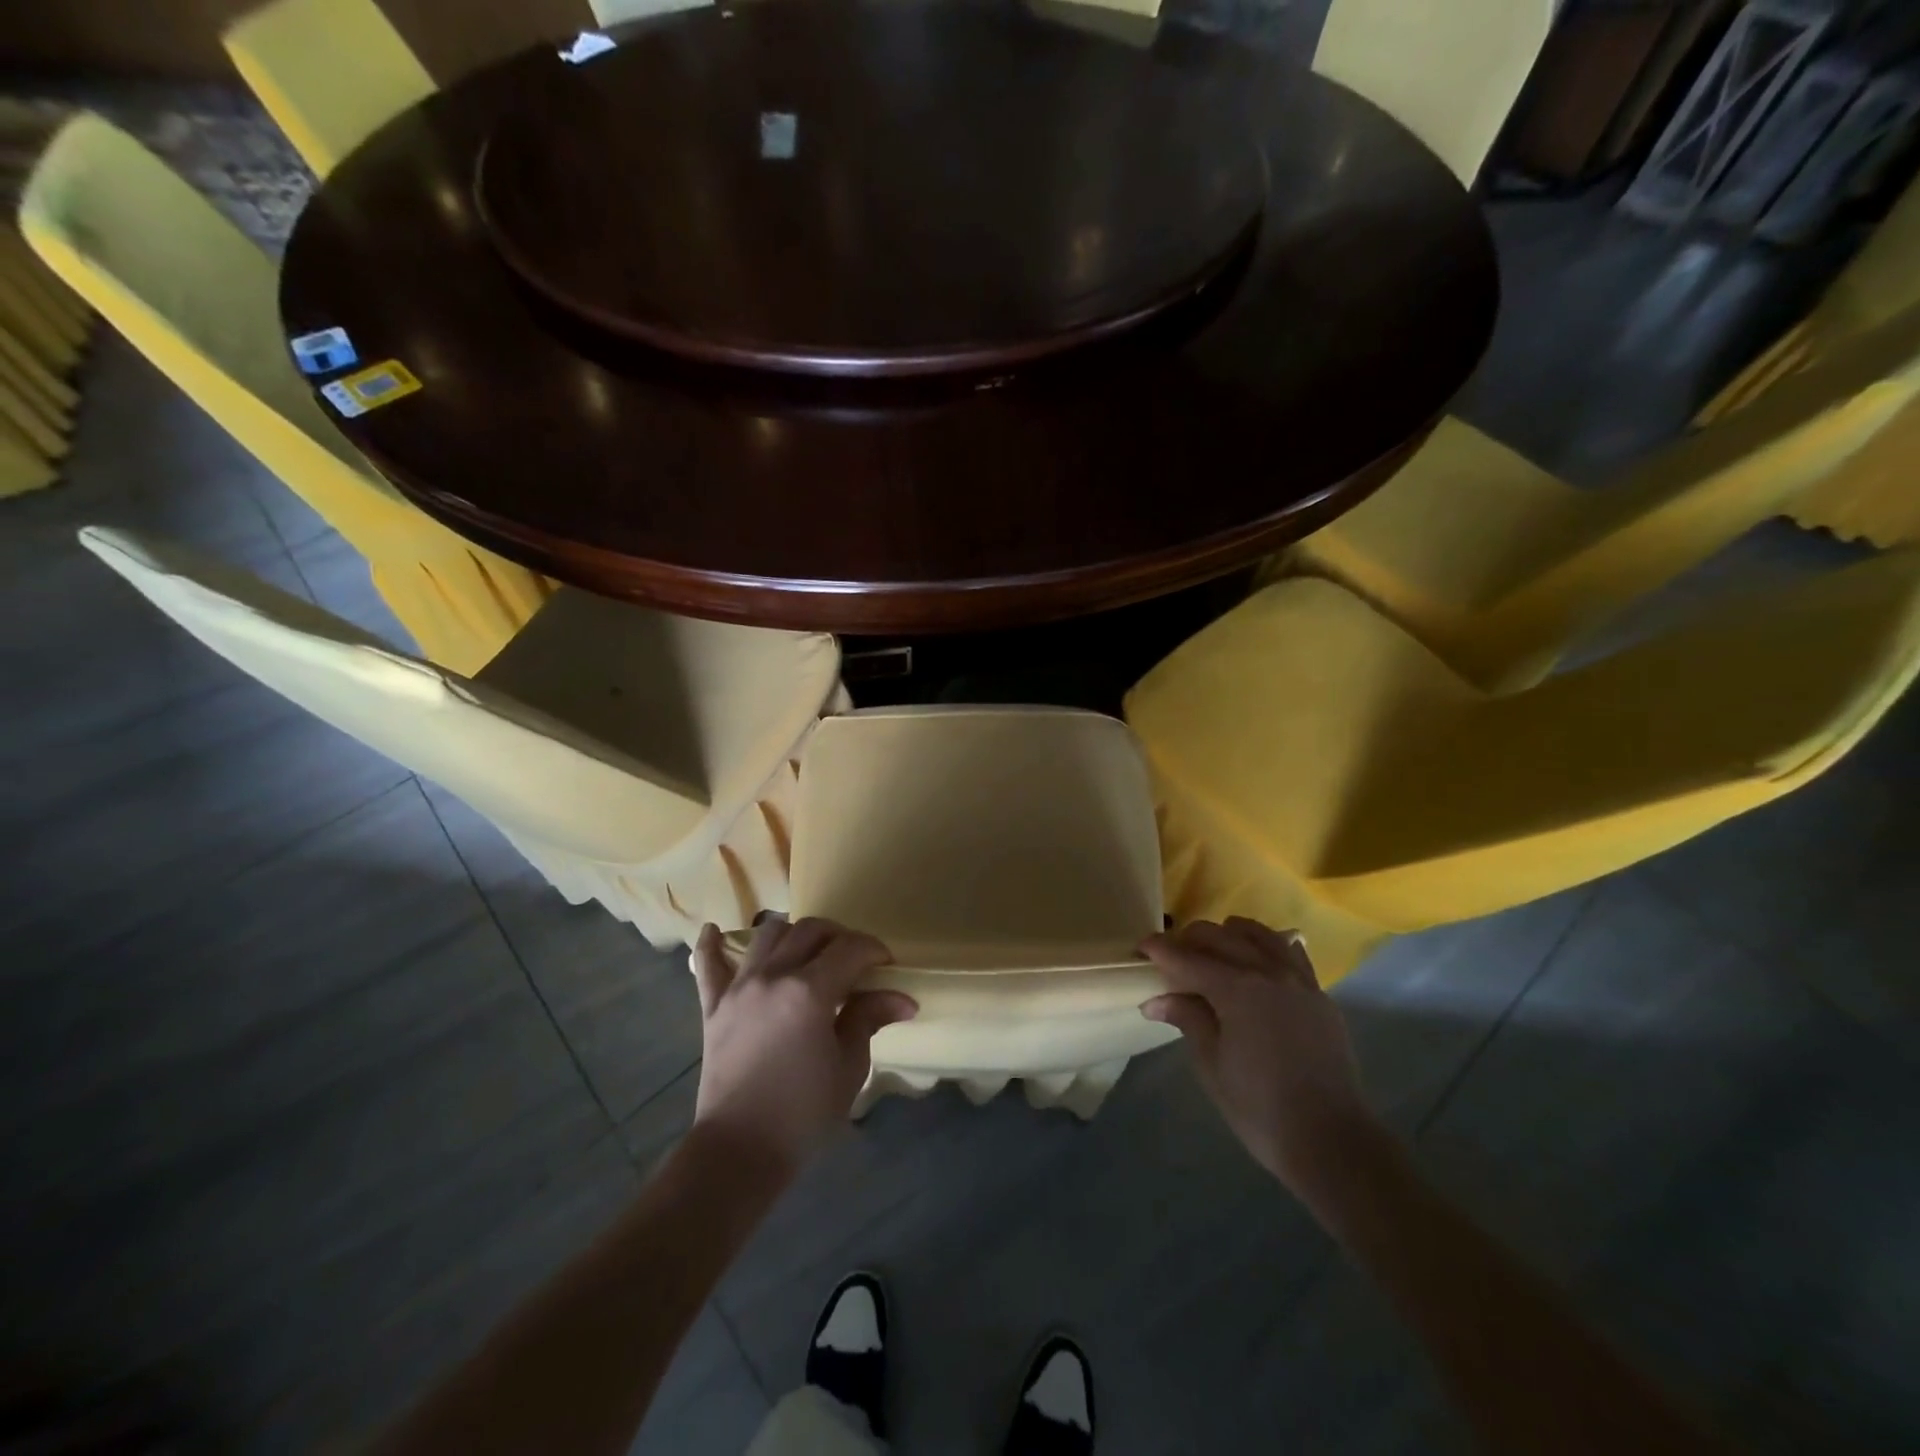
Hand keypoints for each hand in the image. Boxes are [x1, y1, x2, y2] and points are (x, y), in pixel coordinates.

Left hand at [691, 917, 916, 1179]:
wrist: (738, 1152)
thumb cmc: (803, 1114)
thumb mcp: (848, 1067)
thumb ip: (868, 1019)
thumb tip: (902, 999)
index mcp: (810, 991)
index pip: (850, 948)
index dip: (874, 949)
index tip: (887, 964)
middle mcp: (773, 976)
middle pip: (811, 930)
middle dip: (839, 936)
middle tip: (855, 959)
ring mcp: (739, 988)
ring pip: (768, 935)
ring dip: (794, 934)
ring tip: (808, 952)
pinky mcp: (714, 1007)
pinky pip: (707, 966)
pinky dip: (710, 945)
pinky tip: (712, 929)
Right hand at [1141, 918, 1377, 1192]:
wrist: (1331, 1141)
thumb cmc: (1259, 1108)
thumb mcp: (1211, 1064)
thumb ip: (1188, 1019)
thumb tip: (1157, 1000)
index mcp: (1237, 989)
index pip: (1187, 958)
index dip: (1160, 951)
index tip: (1141, 949)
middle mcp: (1268, 972)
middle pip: (1220, 937)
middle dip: (1189, 940)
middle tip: (1170, 957)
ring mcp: (1299, 980)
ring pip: (1257, 935)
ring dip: (1228, 935)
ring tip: (1212, 952)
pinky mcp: (1319, 995)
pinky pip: (1289, 953)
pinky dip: (1265, 947)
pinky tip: (1255, 962)